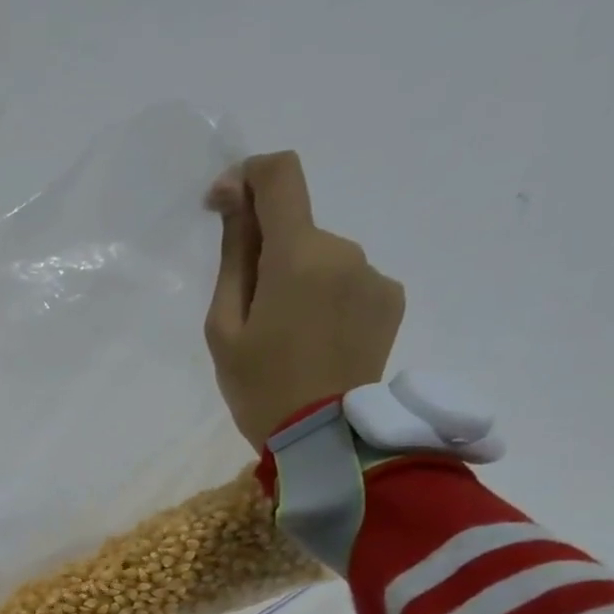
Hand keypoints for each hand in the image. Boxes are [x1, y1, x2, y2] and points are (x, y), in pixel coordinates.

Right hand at [204, 151, 405, 449]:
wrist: (324, 438)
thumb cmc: (259, 388)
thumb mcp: (224, 328)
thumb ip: (233, 257)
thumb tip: (235, 198)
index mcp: (298, 255)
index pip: (281, 175)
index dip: (248, 176)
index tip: (223, 205)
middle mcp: (345, 249)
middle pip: (298, 230)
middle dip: (269, 256)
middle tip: (251, 316)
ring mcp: (374, 274)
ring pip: (322, 259)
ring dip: (299, 281)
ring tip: (285, 339)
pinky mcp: (390, 299)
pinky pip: (348, 282)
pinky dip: (326, 299)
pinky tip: (316, 343)